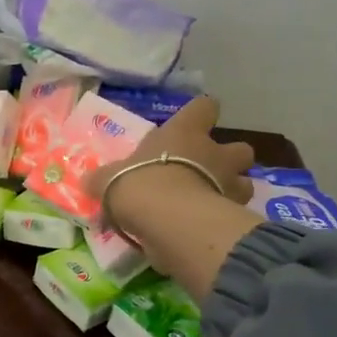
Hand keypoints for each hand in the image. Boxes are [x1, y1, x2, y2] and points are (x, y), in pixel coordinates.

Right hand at [87, 97, 254, 234]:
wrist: (165, 217)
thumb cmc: (138, 184)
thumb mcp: (109, 179)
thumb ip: (104, 178)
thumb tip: (91, 180)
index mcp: (185, 132)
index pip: (204, 107)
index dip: (201, 114)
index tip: (193, 125)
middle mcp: (214, 152)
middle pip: (240, 147)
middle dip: (230, 160)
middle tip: (210, 174)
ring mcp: (229, 183)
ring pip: (246, 182)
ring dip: (233, 191)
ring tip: (213, 204)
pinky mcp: (232, 214)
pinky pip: (235, 214)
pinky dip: (225, 219)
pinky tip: (208, 229)